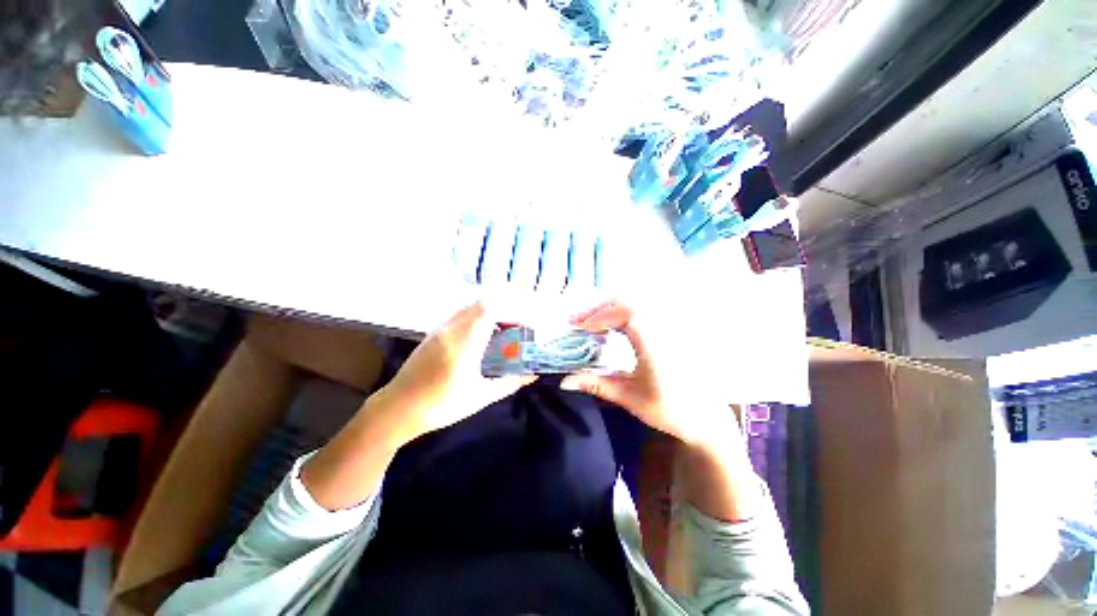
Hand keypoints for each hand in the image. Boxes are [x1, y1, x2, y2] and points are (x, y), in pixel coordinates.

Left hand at [378, 302, 535, 443]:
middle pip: (482, 301)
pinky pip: (462, 313)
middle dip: (506, 304)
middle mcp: (452, 329)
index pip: (489, 308)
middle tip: (520, 320)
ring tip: (506, 325)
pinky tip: (486, 333)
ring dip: (492, 309)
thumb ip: (508, 383)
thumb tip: (532, 375)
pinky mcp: (435, 331)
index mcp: (464, 344)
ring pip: (472, 305)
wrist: (397, 408)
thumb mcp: (480, 398)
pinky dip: (480, 315)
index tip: (526, 316)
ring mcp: (441, 328)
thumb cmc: (440, 406)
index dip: (511, 304)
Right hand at [560, 300, 738, 447]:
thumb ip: (596, 384)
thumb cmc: (669, 409)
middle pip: (627, 301)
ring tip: (591, 320)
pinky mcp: (672, 327)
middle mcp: (663, 327)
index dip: (598, 316)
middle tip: (577, 321)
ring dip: (610, 307)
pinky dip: (622, 310)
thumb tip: (564, 381)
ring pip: (636, 301)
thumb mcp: (629, 398)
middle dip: (599, 308)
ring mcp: (670, 324)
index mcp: (654, 343)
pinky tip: (612, 323)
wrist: (706, 417)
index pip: (625, 314)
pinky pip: (644, 308)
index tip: (578, 328)